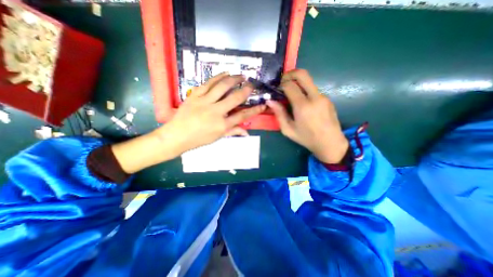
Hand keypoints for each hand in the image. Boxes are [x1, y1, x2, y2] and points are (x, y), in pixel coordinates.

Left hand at [156, 72, 265, 152]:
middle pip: (235, 98)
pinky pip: (208, 83)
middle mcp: (216, 112)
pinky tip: (226, 73)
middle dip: (246, 90)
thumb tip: (246, 132)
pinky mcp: (195, 95)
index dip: (254, 110)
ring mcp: (205, 102)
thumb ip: (233, 132)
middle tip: (252, 84)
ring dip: (234, 79)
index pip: (242, 116)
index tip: (263, 105)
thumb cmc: (198, 139)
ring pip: (222, 87)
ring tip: (241, 75)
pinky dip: (218, 77)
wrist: (177, 135)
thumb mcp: (217, 138)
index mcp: (222, 125)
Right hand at [268, 70, 347, 163]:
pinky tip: (302, 103)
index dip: (281, 84)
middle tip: (283, 81)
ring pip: (308, 81)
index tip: (276, 89)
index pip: (290, 85)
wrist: (330, 143)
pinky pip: (313, 90)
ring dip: (298, 83)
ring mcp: (323, 97)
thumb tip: (270, 101)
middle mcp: (314, 97)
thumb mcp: (288, 129)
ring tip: (291, 94)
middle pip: (303, 74)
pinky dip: (304, 91)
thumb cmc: (306, 138)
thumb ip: (279, 114)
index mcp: (303, 106)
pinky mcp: (327, 99)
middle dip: (290, 74)